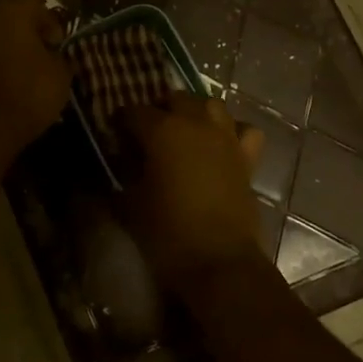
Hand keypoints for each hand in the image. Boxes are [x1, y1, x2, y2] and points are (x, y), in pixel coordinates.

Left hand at [0, 0, 70, 156]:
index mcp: (12, 9)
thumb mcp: (60, 75)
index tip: (59, 48)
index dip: (53, 27)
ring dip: (4, 48)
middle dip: (26, 34)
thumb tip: (53, 55)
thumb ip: (59, 57)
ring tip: (20, 73)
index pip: (38, 7)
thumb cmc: (28, 93)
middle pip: (10, 17)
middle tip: (41, 57)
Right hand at [117, 93, 266, 295]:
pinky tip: (222, 144)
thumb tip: (117, 163)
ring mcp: (226, 139)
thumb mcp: (130, 205)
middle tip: (147, 132)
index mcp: (162, 131)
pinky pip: (244, 131)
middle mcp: (195, 124)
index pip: (134, 112)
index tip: (115, 134)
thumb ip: (121, 176)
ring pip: (211, 105)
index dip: (122, 121)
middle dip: (159, 109)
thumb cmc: (167, 233)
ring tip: (184, 131)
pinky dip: (233, 131)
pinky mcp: (247, 159)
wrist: (220, 263)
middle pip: (176, 98)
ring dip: (195, 112)